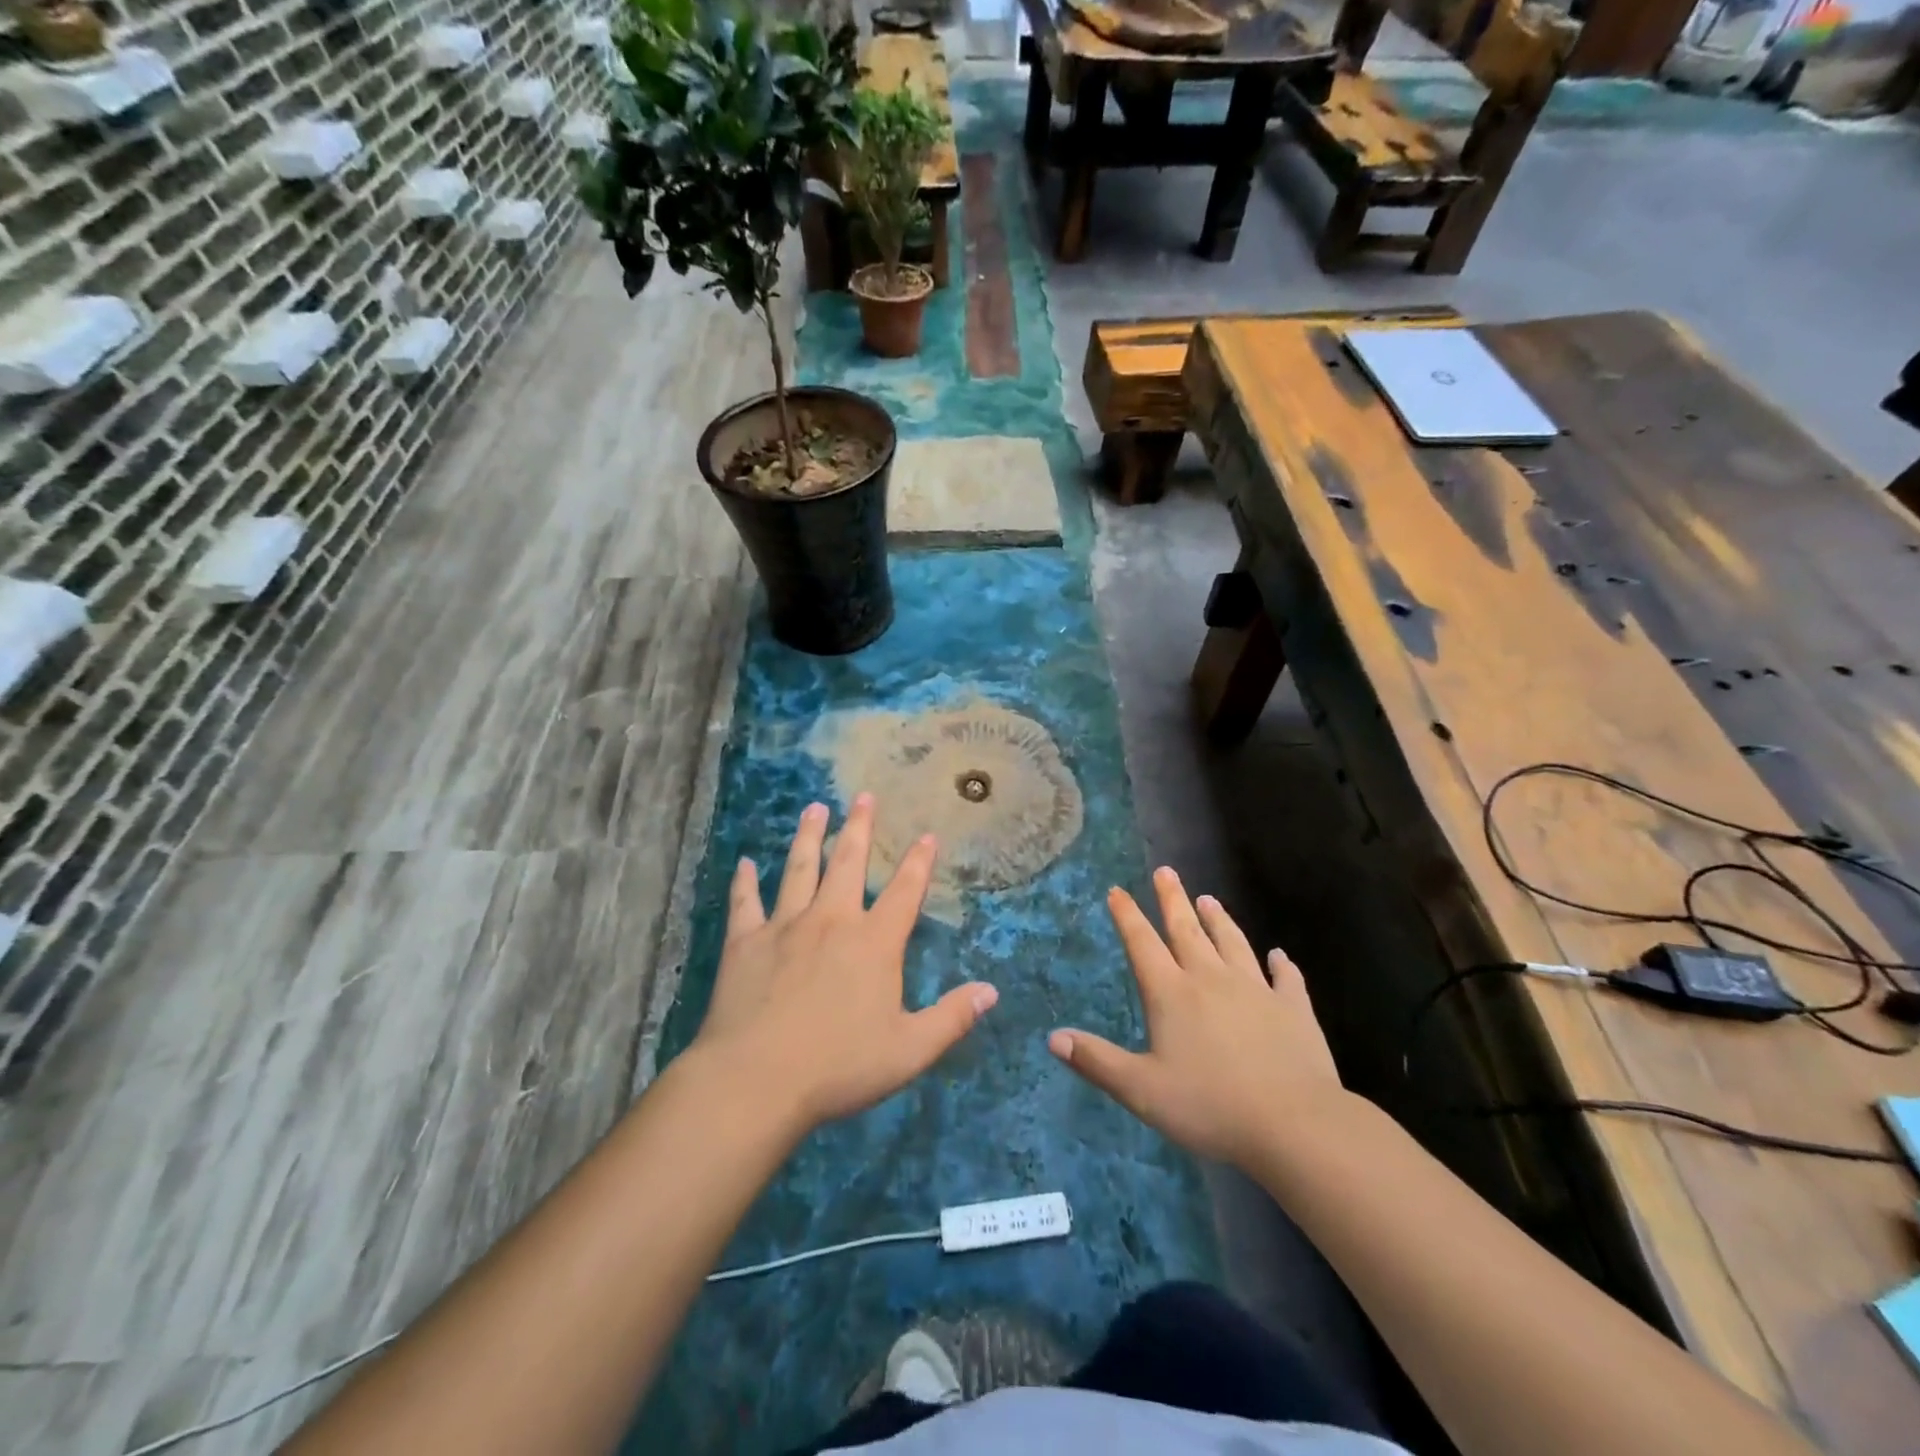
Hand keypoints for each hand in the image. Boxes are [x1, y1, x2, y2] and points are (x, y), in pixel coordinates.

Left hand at [691, 794, 997, 1132]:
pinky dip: (745, 881)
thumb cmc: (839, 1066)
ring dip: (808, 836)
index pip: (905, 891)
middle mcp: (832, 920)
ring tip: (814, 808)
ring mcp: (785, 926)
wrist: (756, 1079)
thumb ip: (951, 1018)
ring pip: (799, 869)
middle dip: (859, 828)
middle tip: (863, 796)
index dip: (919, 862)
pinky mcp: (745, 942)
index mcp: (874, 942)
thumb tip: (991, 991)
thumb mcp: (909, 1050)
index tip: (927, 835)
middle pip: (849, 863)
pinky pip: (745, 902)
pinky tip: (745, 863)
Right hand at [1049, 867, 1346, 1167]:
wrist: (1294, 1123)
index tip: (1117, 890)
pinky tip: (1279, 956)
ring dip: (1219, 920)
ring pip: (1232, 944)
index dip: (1127, 916)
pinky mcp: (1293, 1009)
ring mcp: (1256, 991)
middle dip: (1172, 899)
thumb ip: (1097, 1061)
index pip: (1142, 944)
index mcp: (1172, 994)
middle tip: (1165, 871)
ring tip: (1209, 898)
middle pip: (1187, 930)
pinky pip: (1286, 979)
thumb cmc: (1210, 1106)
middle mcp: (1211, 980)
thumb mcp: (1141, 1090)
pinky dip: (1282, 965)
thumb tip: (1053, 1037)